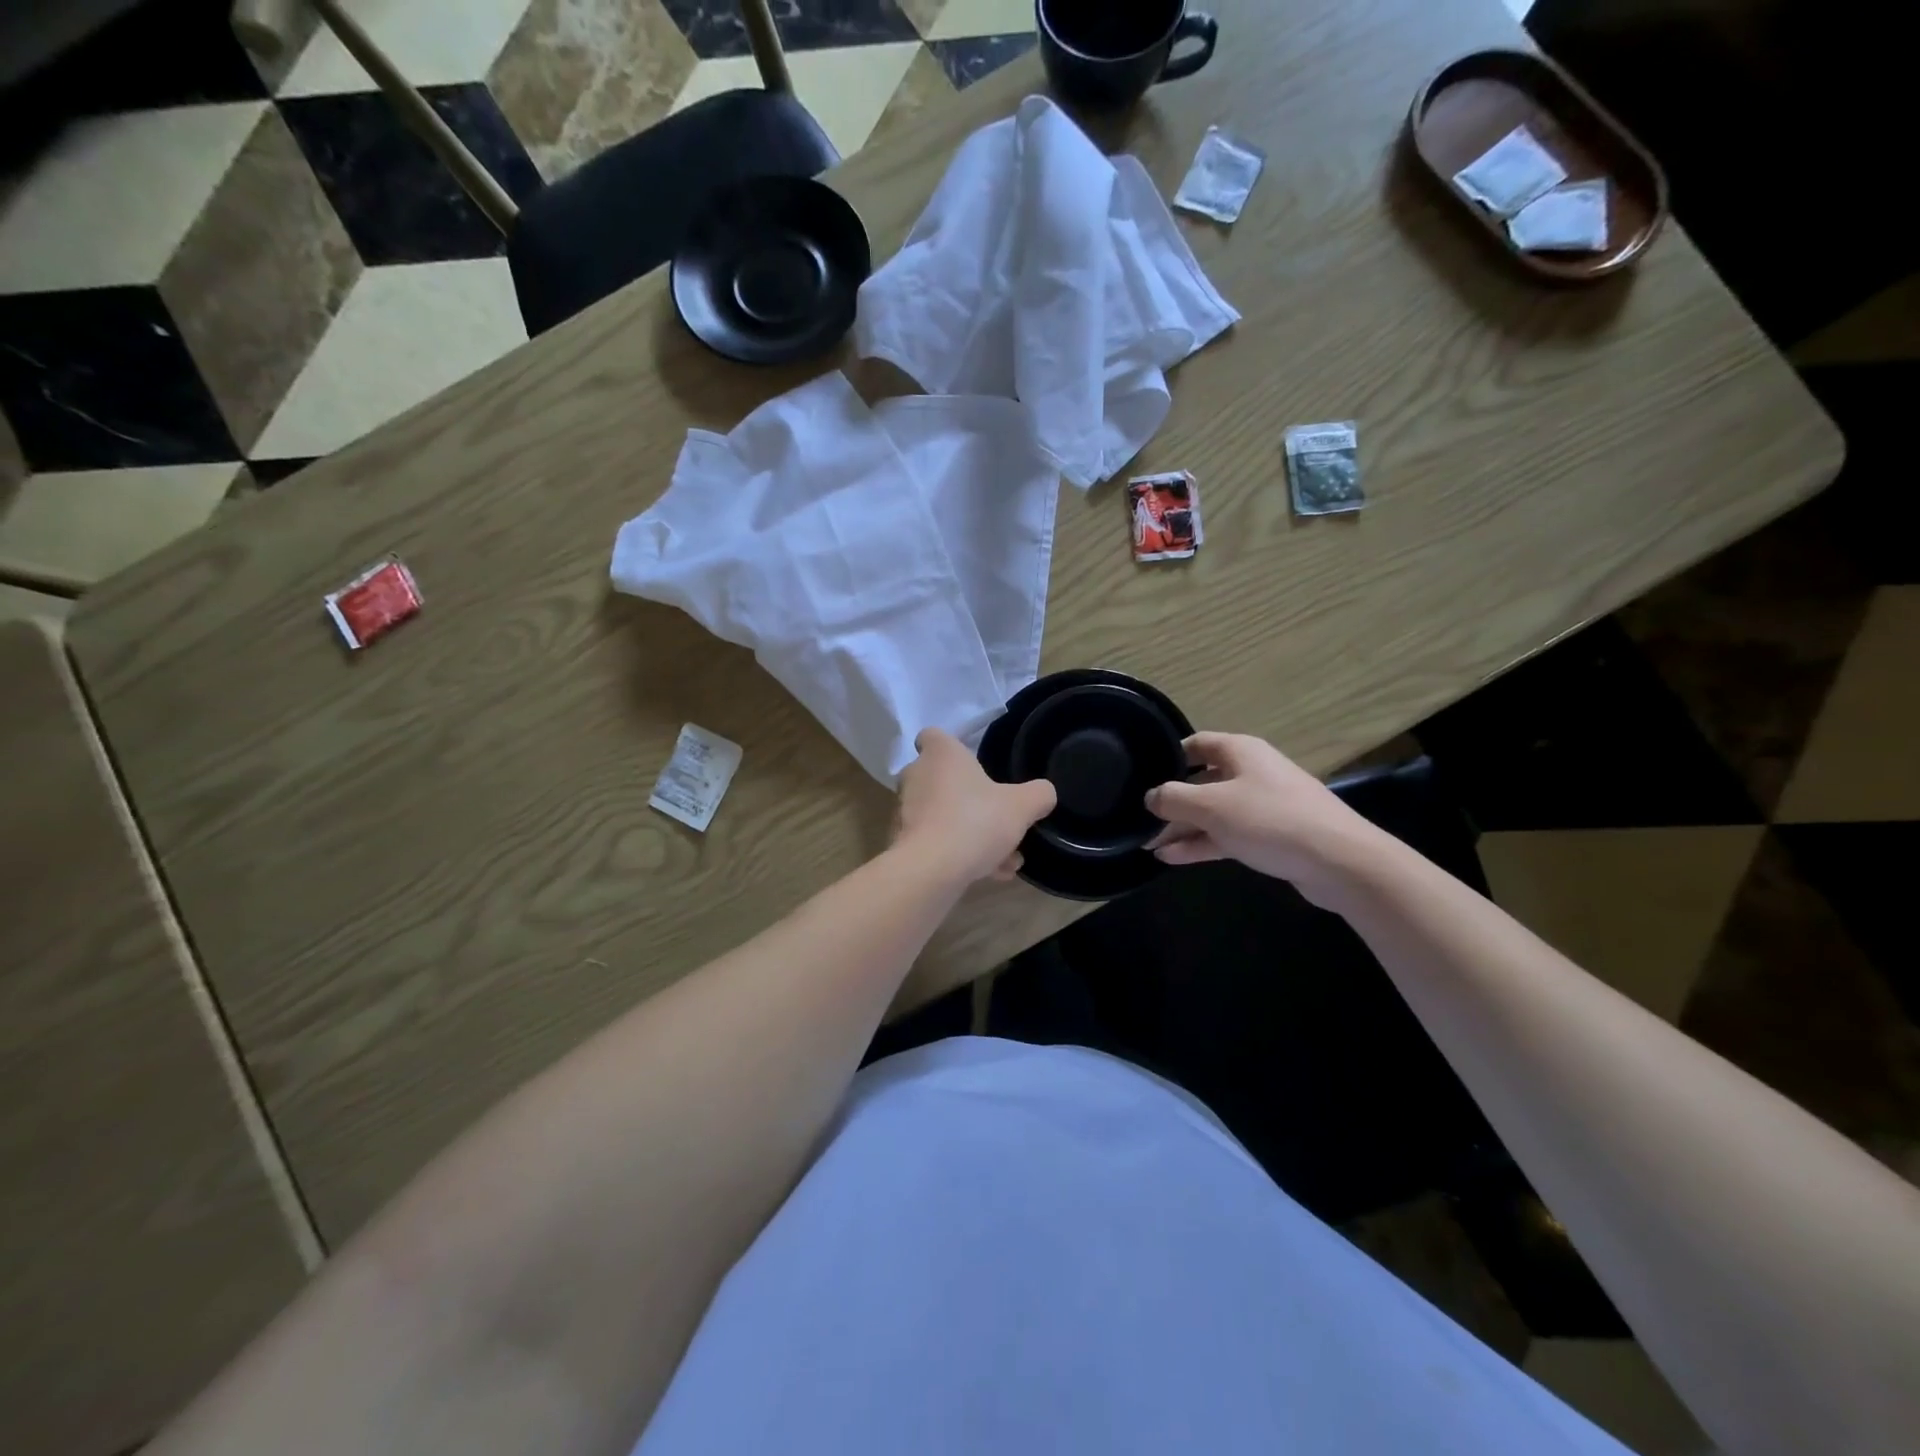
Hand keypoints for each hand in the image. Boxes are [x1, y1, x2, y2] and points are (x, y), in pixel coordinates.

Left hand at [895, 728, 1056, 884]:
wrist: (931, 870)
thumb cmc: (975, 821)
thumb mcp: (1021, 806)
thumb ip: (1038, 794)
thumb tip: (1044, 792)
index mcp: (941, 755)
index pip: (932, 736)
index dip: (950, 746)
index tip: (970, 762)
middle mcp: (918, 777)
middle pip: (942, 779)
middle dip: (971, 800)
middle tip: (1000, 819)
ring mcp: (907, 811)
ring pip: (945, 816)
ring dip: (974, 834)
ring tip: (1006, 859)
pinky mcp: (904, 843)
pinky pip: (938, 843)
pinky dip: (961, 855)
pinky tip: (992, 874)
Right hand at [1146, 732, 1381, 906]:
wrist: (1339, 861)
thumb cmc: (1269, 820)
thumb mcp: (1211, 806)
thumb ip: (1173, 798)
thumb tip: (1149, 796)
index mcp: (1240, 752)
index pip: (1196, 744)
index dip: (1169, 756)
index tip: (1142, 774)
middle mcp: (1251, 772)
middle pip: (1202, 781)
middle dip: (1171, 801)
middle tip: (1140, 819)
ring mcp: (1263, 805)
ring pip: (1213, 812)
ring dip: (1182, 828)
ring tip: (1147, 845)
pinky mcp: (1271, 836)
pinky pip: (1227, 834)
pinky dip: (1201, 843)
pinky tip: (1171, 858)